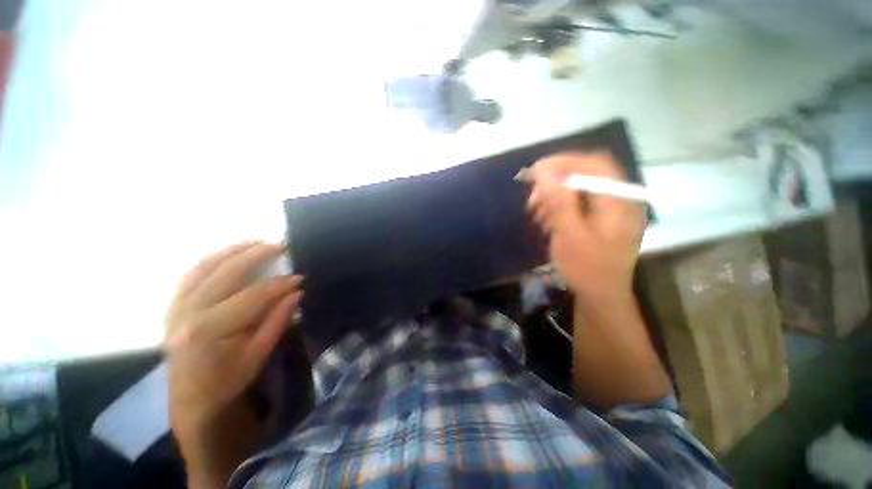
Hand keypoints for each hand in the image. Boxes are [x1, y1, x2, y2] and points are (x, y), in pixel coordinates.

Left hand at [163, 241, 302, 485]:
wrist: (189, 401)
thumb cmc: (227, 382)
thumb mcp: (258, 355)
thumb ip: (277, 320)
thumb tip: (296, 292)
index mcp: (209, 330)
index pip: (251, 297)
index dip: (279, 285)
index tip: (300, 277)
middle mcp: (188, 313)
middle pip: (226, 274)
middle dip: (257, 256)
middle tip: (281, 245)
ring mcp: (176, 308)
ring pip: (204, 268)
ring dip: (232, 251)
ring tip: (256, 241)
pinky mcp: (173, 307)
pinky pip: (191, 275)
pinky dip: (211, 260)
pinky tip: (227, 253)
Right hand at [527, 152, 645, 303]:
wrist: (600, 296)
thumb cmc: (587, 268)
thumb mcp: (570, 235)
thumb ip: (559, 202)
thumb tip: (543, 173)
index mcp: (618, 201)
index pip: (594, 163)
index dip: (564, 162)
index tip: (536, 170)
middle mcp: (617, 199)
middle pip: (585, 175)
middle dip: (555, 182)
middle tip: (532, 197)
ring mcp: (609, 210)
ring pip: (579, 189)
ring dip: (554, 196)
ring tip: (535, 211)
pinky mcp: (599, 219)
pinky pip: (578, 203)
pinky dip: (559, 206)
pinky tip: (546, 220)